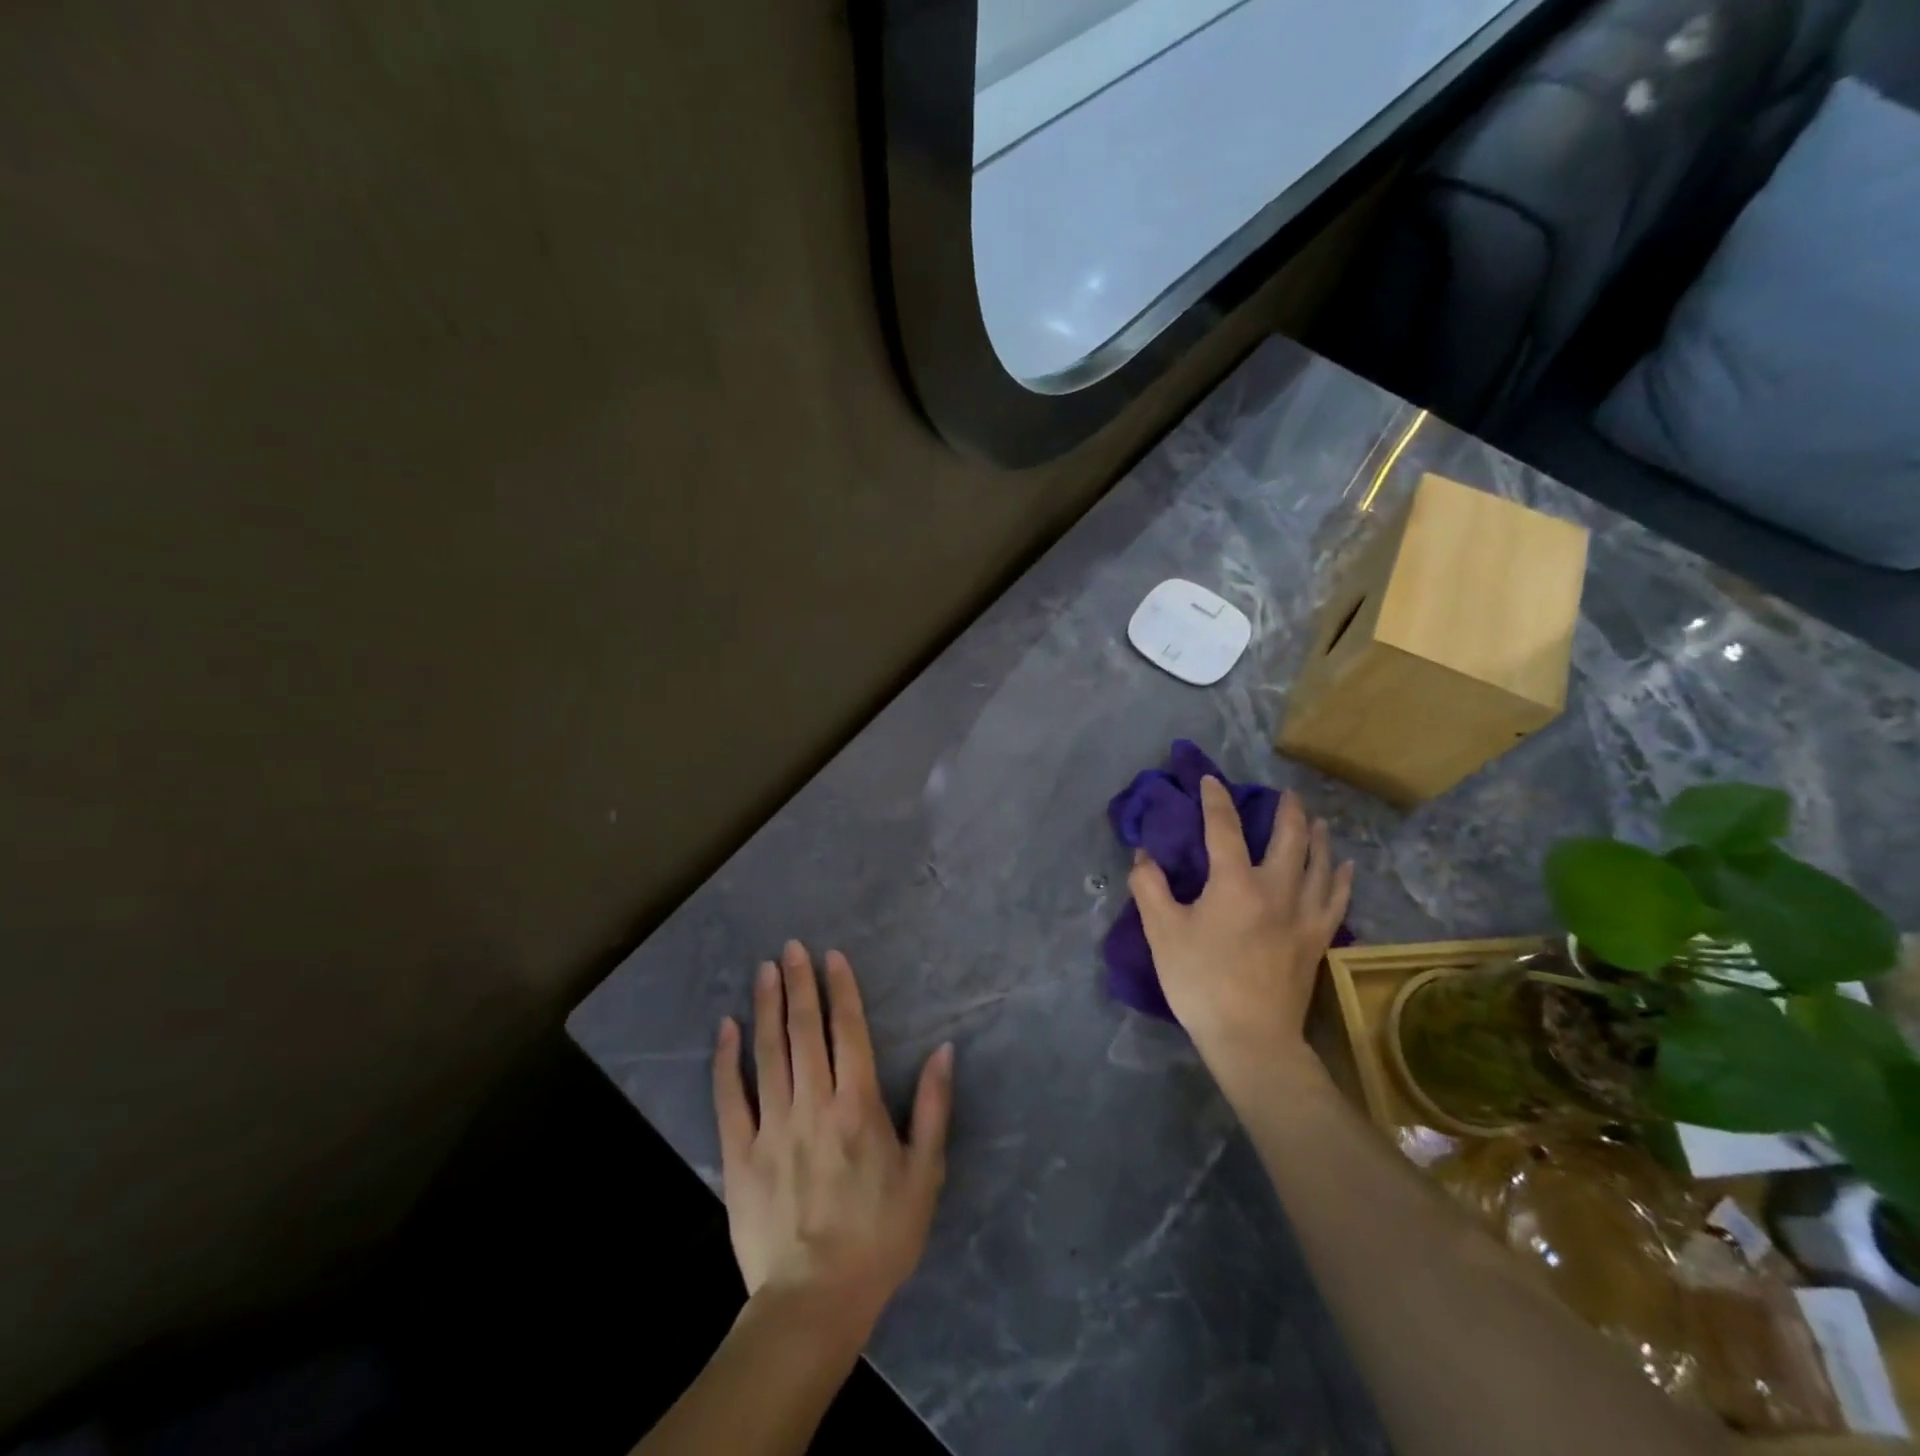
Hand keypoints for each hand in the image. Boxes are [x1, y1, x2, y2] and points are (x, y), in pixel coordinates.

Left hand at [712, 941, 953, 1336]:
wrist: (815, 1302)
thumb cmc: (880, 1237)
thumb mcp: (924, 1174)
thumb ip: (934, 1108)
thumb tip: (944, 1050)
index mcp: (858, 1106)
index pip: (848, 1032)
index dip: (841, 990)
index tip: (831, 956)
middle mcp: (813, 1104)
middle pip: (804, 1031)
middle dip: (800, 984)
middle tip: (792, 947)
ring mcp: (772, 1126)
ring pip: (768, 1052)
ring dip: (766, 1007)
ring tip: (765, 969)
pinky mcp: (739, 1153)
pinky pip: (730, 1096)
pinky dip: (726, 1059)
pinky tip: (726, 1028)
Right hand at [1129, 778, 1352, 1072]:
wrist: (1251, 1038)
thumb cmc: (1201, 982)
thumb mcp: (1162, 933)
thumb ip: (1150, 887)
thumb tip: (1144, 855)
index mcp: (1235, 882)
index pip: (1224, 828)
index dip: (1216, 800)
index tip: (1211, 780)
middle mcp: (1276, 888)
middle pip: (1289, 838)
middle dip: (1286, 810)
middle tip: (1284, 793)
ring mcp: (1304, 914)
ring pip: (1319, 863)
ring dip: (1317, 836)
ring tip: (1316, 819)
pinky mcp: (1319, 939)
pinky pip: (1336, 898)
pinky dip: (1340, 877)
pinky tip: (1344, 866)